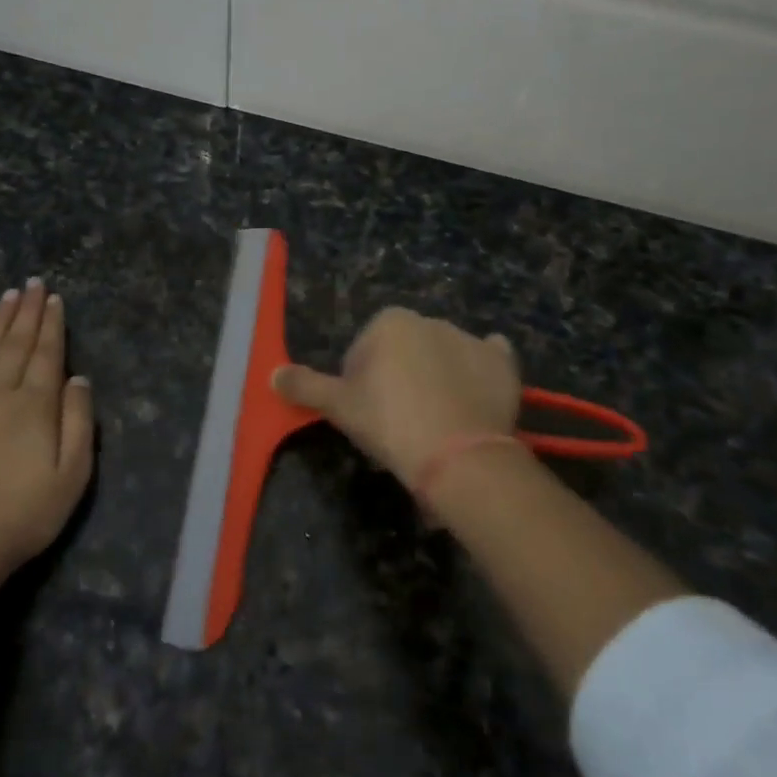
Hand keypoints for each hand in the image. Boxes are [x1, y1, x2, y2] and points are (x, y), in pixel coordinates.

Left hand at [0, 279, 93, 577]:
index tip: (54, 298)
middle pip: (16, 343)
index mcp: (35, 405)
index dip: (52, 324)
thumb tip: (79, 379)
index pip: (47, 354)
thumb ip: (78, 423)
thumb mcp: (71, 476)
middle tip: (32, 283)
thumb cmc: (21, 515)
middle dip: (27, 311)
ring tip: (7, 296)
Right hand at [272, 306, 521, 487]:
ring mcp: (471, 339)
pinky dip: (482, 371)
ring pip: (444, 356)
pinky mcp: (503, 364)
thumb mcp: (339, 407)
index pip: (365, 349)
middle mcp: (431, 320)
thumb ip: (305, 386)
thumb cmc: (390, 423)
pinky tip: (475, 396)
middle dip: (399, 377)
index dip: (361, 382)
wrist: (457, 456)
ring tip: (436, 422)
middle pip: (405, 351)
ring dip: (437, 377)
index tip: (366, 413)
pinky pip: (489, 360)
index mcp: (390, 322)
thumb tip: (272, 375)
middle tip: (398, 421)